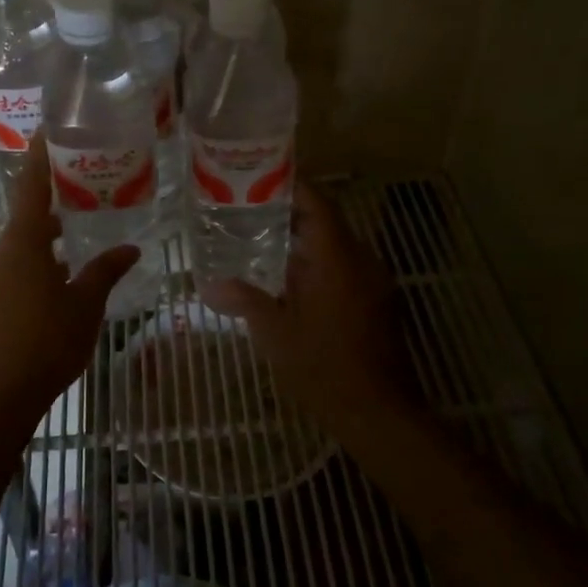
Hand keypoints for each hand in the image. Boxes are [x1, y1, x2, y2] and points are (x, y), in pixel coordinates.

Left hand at [0, 136, 139, 413]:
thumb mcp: (86, 303)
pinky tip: (56, 283)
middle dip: (53, 207)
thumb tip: (130, 248)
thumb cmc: (49, 341)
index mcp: (23, 243)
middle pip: (26, 218)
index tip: (47, 131)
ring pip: (19, 247)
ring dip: (45, 242)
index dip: (39, 157)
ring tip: (77, 244)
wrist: (1, 392)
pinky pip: (11, 269)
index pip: (30, 187)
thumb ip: (106, 270)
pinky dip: (33, 266)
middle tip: (83, 196)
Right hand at [201, 183, 412, 438]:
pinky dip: (317, 262)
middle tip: (250, 208)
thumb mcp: (275, 332)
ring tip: (262, 239)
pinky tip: (289, 279)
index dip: (292, 185)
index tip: (261, 175)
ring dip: (304, 239)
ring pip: (336, 245)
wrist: (378, 411)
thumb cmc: (323, 366)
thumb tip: (209, 285)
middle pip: (327, 221)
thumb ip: (244, 300)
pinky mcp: (376, 301)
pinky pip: (344, 267)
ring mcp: (373, 281)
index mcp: (337, 258)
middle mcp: (361, 260)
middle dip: (290, 211)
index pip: (317, 204)